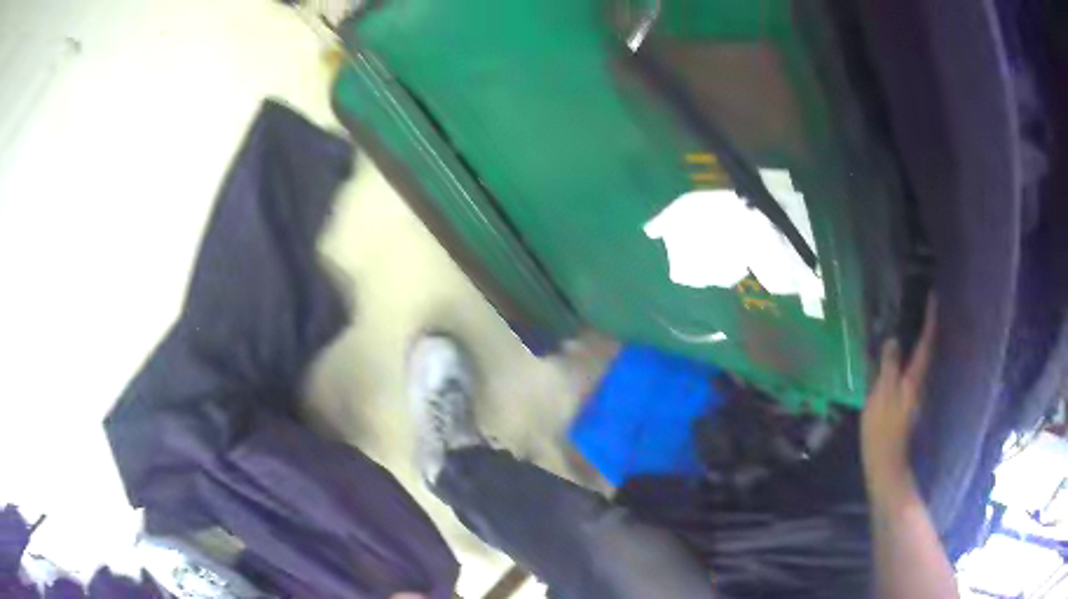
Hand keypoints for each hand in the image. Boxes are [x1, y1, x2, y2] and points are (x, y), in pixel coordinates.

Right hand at [862, 297, 936, 505]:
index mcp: (914, 377)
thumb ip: (888, 367)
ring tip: (914, 323)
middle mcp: (918, 381)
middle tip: (924, 305)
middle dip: (928, 327)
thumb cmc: (883, 429)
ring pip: (920, 359)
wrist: (885, 461)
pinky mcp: (906, 401)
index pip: (926, 342)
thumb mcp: (881, 395)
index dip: (930, 319)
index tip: (933, 297)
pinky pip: (911, 370)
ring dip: (921, 340)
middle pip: (927, 349)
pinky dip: (911, 356)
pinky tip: (901, 355)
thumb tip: (893, 339)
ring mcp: (913, 393)